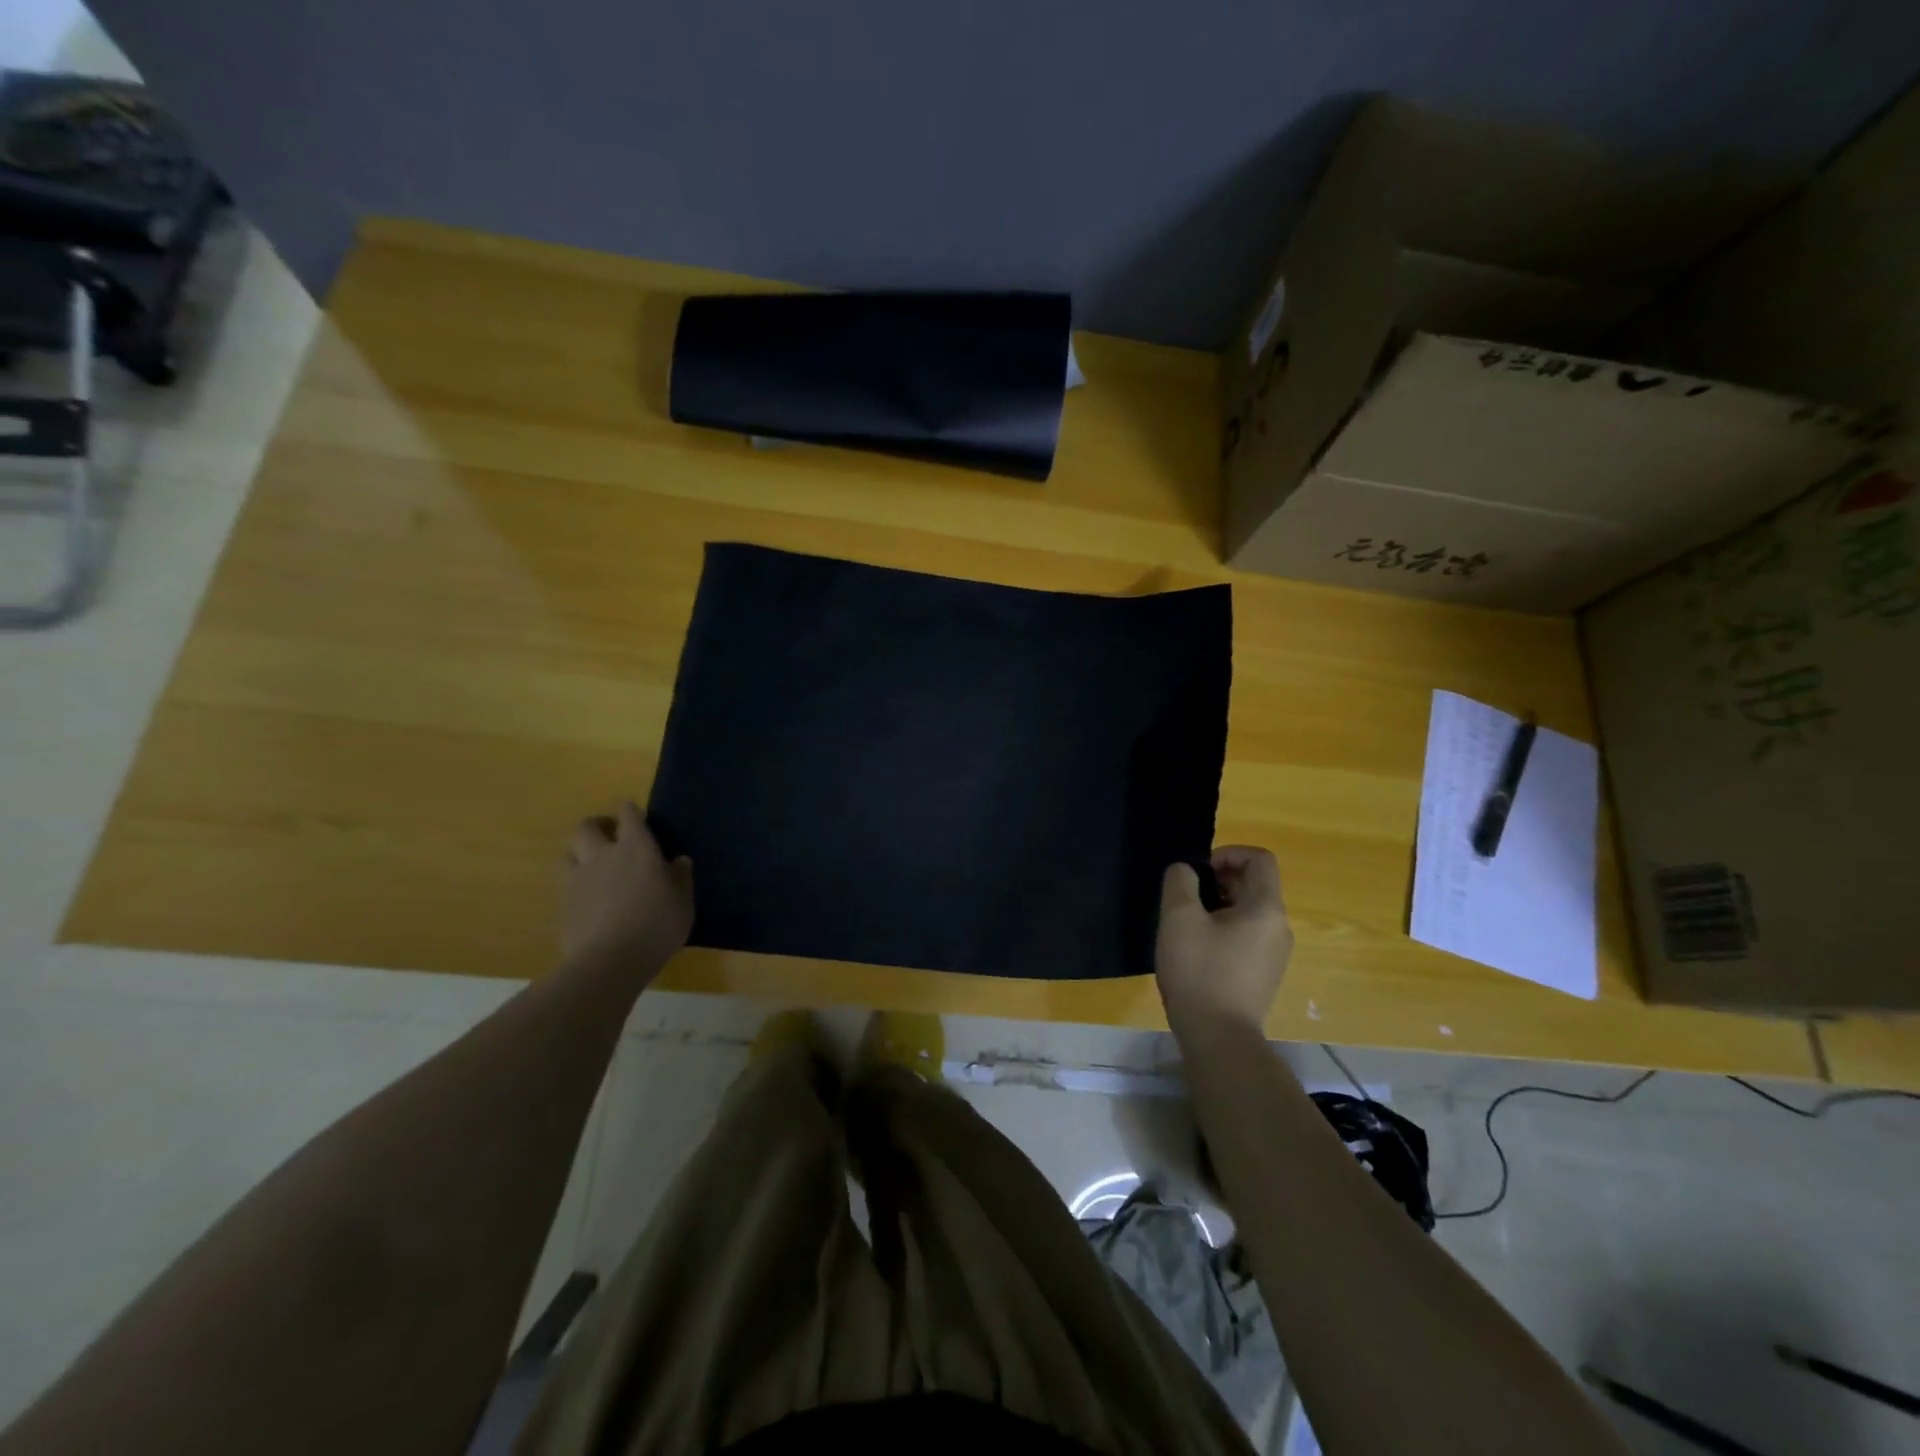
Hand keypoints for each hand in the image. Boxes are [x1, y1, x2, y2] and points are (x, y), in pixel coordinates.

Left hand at [561, 803, 693, 975]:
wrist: (611, 961)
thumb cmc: (657, 926)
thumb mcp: (683, 902)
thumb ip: (680, 878)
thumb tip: (679, 861)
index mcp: (637, 848)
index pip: (629, 815)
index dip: (630, 812)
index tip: (635, 814)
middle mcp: (603, 855)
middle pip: (587, 827)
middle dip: (597, 825)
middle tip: (609, 835)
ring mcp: (578, 879)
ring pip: (569, 852)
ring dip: (579, 852)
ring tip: (592, 864)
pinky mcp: (563, 904)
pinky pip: (565, 883)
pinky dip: (575, 883)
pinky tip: (586, 897)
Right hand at [1155, 846, 1292, 1036]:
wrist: (1219, 1039)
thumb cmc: (1200, 972)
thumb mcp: (1179, 917)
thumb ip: (1180, 881)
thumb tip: (1186, 871)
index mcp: (1267, 909)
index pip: (1260, 859)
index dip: (1228, 853)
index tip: (1198, 871)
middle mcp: (1279, 928)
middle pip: (1254, 884)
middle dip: (1218, 880)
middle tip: (1185, 896)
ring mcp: (1275, 954)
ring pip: (1248, 911)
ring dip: (1218, 904)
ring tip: (1187, 923)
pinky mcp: (1264, 974)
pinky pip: (1247, 936)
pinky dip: (1224, 929)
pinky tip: (1197, 948)